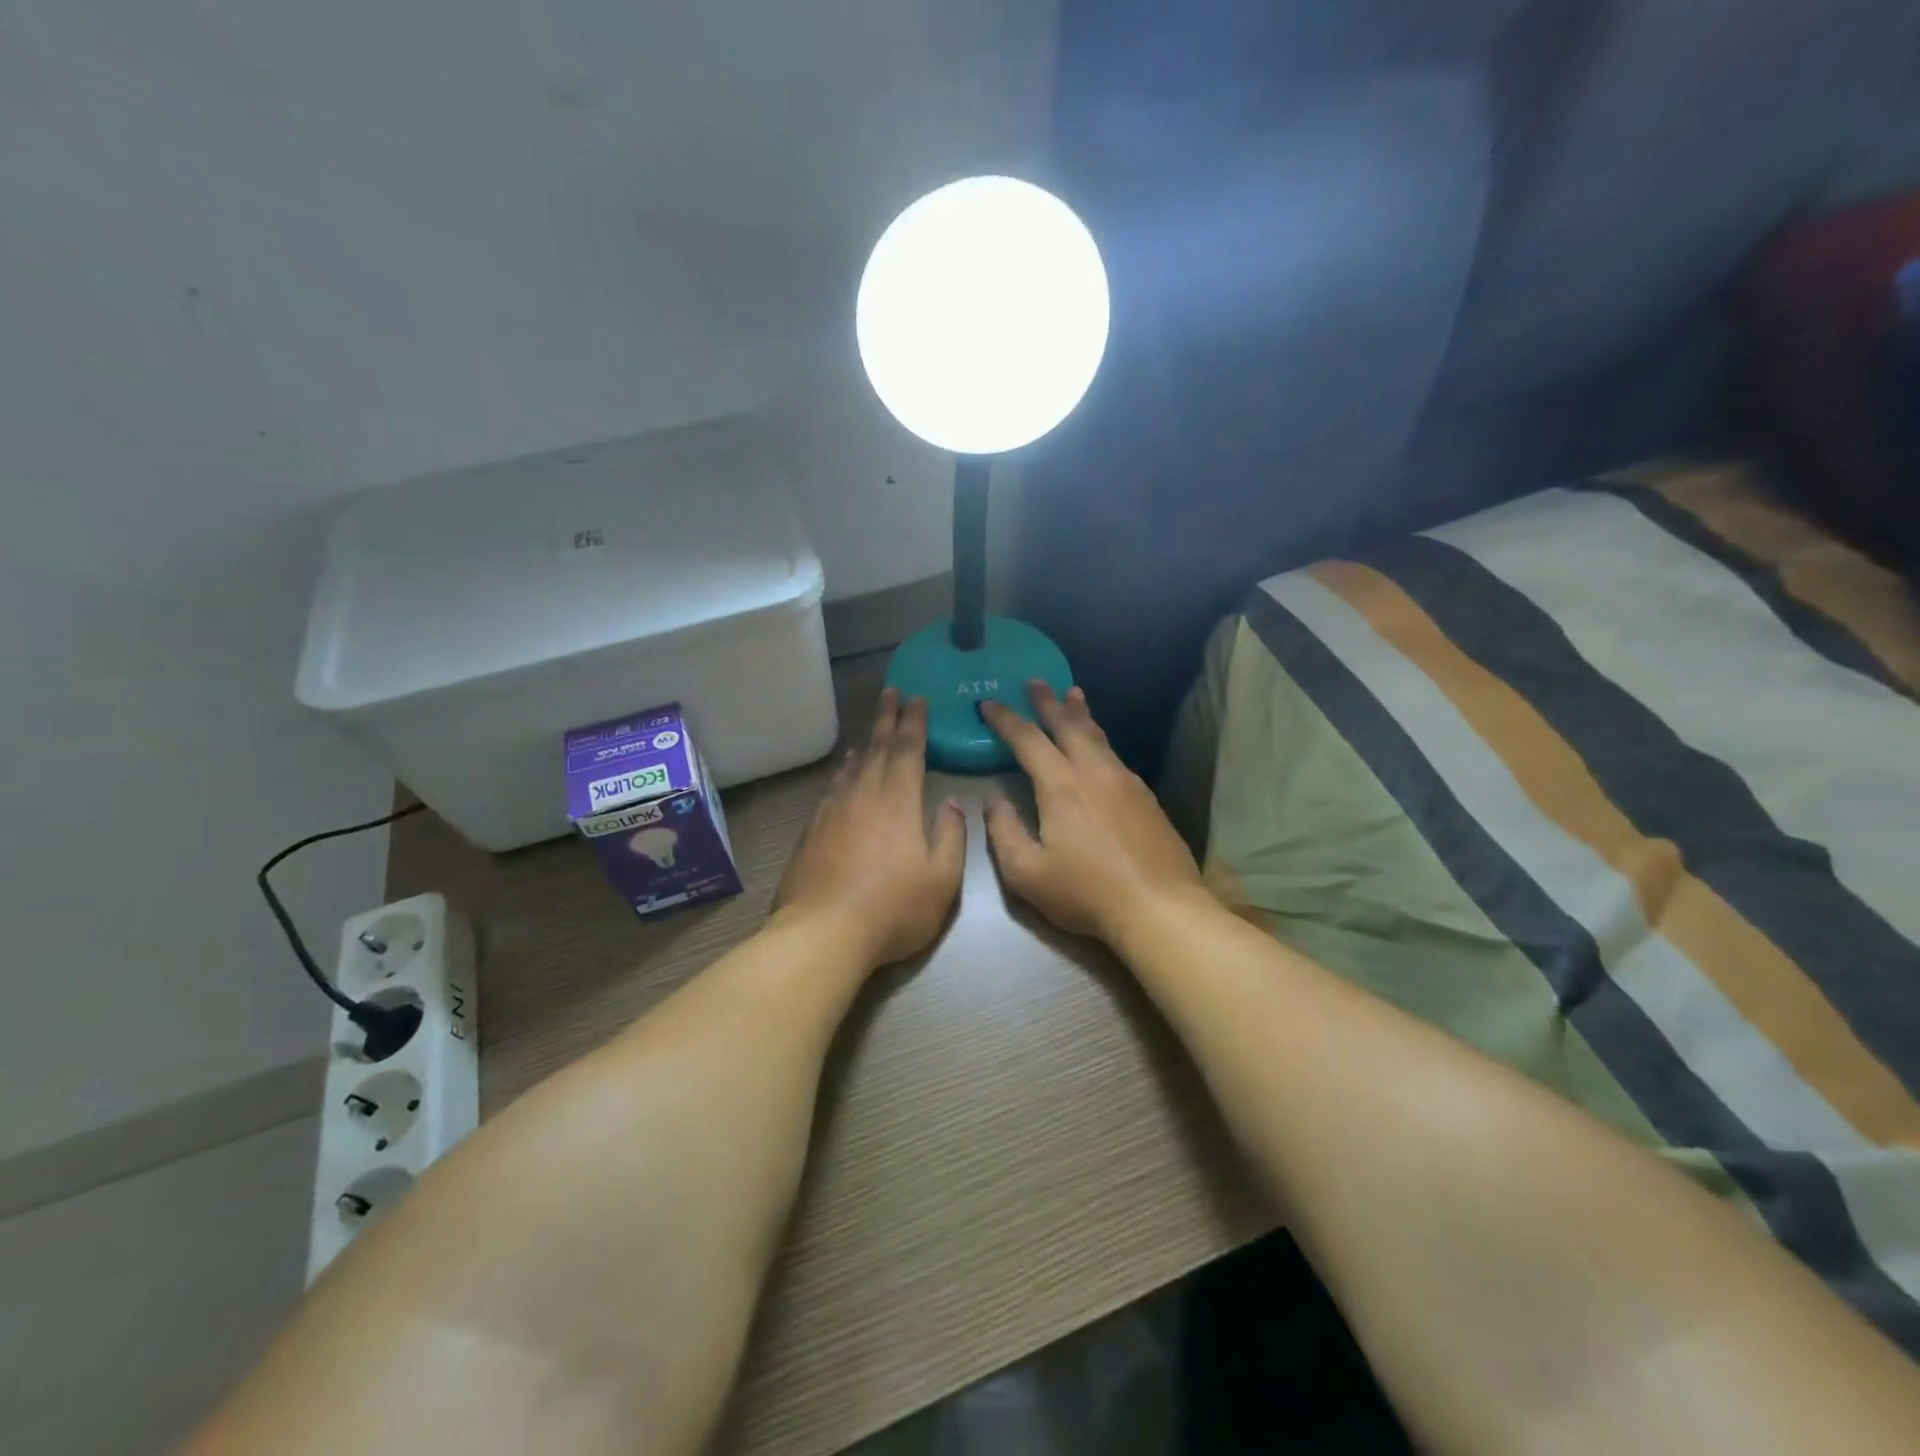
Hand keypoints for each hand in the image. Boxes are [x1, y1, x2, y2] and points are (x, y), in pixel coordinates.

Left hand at [774, 688, 966, 970]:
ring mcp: (832, 813)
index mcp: (897, 802)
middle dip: (886, 719)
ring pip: (851, 768)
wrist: (822, 934)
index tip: (917, 698)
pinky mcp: (811, 832)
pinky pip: (832, 790)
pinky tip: (843, 777)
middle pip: (876, 749)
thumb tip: (949, 803)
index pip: (907, 750)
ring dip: (864, 745)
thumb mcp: (941, 880)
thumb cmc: (892, 909)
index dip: (914, 722)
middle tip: (891, 692)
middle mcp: (862, 797)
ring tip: (870, 733)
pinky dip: (843, 774)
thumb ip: (950, 836)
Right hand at [981, 682, 1206, 946]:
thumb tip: (994, 800)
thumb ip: (1003, 831)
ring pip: (1097, 736)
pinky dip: (1099, 739)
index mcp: (1060, 784)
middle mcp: (1094, 771)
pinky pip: (1115, 755)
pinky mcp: (1146, 797)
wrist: (1159, 907)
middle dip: (1047, 701)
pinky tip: (1099, 747)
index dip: (1005, 718)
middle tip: (1034, 681)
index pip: (1026, 739)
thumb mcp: (1026, 873)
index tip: (988, 703)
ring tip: (1072, 695)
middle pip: (1067, 724)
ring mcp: (1125, 781)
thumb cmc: (1085, 892)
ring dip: (1079, 714)